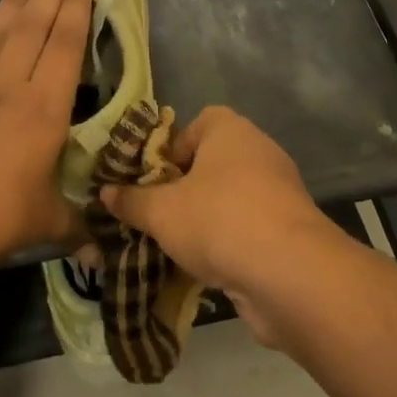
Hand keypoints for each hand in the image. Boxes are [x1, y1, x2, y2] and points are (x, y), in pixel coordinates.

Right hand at [100, 106, 338, 343]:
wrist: (290, 273)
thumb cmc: (218, 220)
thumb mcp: (161, 212)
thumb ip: (132, 201)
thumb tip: (106, 193)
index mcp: (230, 130)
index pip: (199, 123)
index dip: (173, 148)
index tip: (154, 179)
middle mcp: (259, 151)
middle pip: (213, 163)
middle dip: (185, 189)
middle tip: (159, 215)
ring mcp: (280, 191)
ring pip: (231, 199)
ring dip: (207, 220)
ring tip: (178, 246)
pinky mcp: (291, 230)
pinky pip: (250, 228)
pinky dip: (230, 244)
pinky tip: (209, 269)